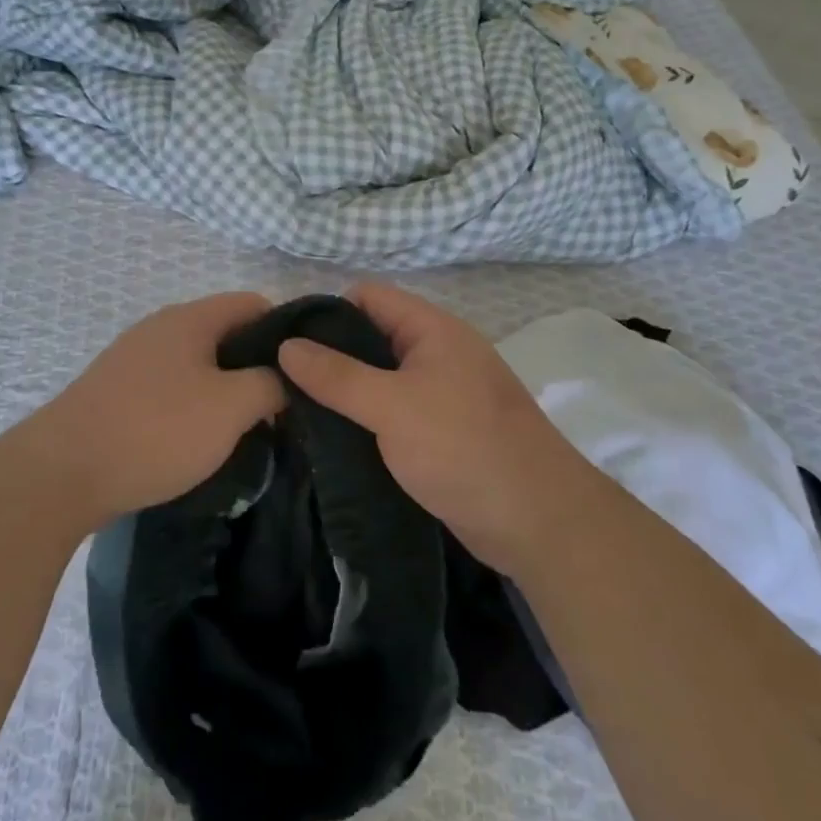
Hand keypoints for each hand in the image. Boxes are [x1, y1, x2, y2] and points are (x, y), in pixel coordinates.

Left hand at [31, 292, 284, 530]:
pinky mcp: (116, 391)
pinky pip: (171, 387)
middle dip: (257, 367)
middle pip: (225, 334)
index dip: (287, 331)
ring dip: (226, 391)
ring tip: (247, 431)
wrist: (63, 472)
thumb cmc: (156, 430)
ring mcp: (134, 359)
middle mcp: (160, 328)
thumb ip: (270, 384)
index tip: (305, 372)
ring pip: (198, 364)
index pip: (253, 304)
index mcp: (190, 318)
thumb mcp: (230, 407)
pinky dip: (194, 406)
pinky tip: (199, 442)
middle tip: (282, 409)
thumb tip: (284, 378)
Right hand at [278, 283, 581, 575]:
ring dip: (343, 392)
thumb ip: (337, 376)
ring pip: (378, 379)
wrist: (538, 522)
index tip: (285, 342)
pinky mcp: (439, 432)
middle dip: (328, 355)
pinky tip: (330, 438)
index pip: (368, 297)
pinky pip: (390, 412)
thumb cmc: (464, 448)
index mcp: (432, 330)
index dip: (326, 311)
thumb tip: (286, 345)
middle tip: (281, 381)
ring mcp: (440, 393)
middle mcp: (436, 353)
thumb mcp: (393, 407)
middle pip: (370, 337)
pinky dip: (363, 419)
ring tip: (295, 411)